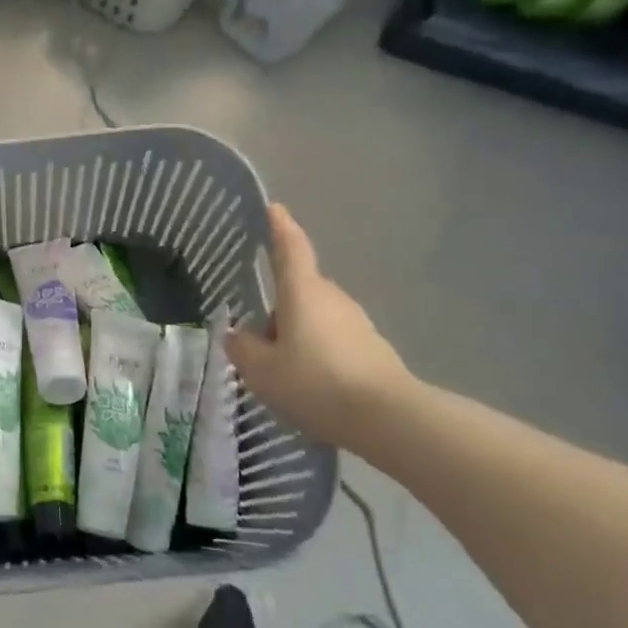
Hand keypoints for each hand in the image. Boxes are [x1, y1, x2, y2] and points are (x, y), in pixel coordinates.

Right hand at [226, 204, 418, 448]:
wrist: (389, 420)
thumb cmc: (316, 384)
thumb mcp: (262, 371)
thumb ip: (243, 348)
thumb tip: (239, 334)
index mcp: (302, 292)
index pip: (290, 248)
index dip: (281, 227)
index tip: (275, 208)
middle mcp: (331, 298)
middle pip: (298, 291)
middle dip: (279, 309)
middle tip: (259, 342)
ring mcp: (356, 323)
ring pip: (315, 318)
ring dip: (298, 336)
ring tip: (283, 373)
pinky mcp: (373, 349)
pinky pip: (334, 342)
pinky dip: (319, 356)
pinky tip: (311, 388)